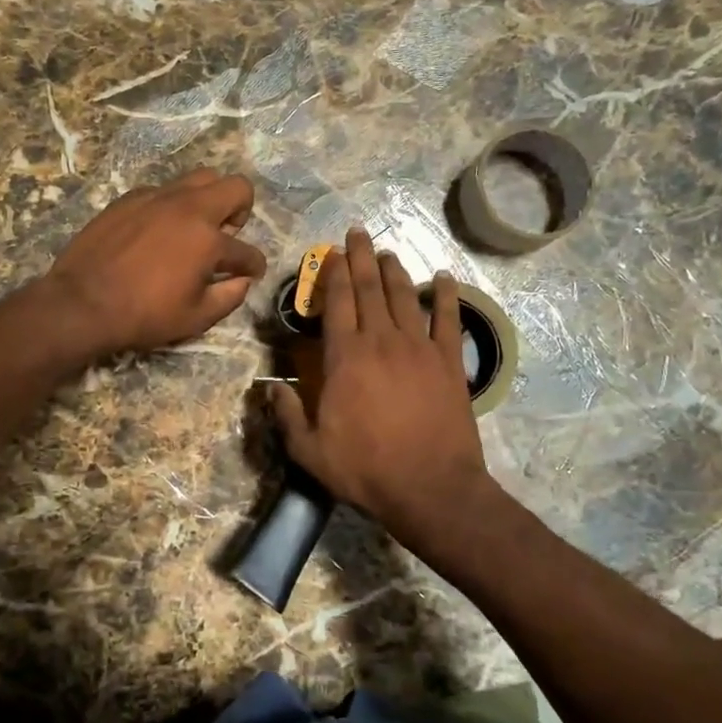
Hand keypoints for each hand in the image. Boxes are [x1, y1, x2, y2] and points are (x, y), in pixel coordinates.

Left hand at [45, 169, 266, 358]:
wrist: (82, 301)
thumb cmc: (143, 315)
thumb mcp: (195, 318)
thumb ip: (229, 297)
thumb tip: (242, 281)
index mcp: (209, 241)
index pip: (247, 251)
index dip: (254, 265)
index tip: (250, 272)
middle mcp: (188, 209)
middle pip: (235, 186)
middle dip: (241, 210)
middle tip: (226, 234)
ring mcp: (157, 198)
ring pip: (199, 178)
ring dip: (207, 200)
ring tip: (193, 228)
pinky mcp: (130, 198)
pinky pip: (163, 191)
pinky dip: (170, 206)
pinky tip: (156, 232)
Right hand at [270, 229, 492, 548]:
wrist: (432, 489)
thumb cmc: (366, 470)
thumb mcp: (310, 451)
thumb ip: (287, 415)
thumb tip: (270, 385)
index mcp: (346, 358)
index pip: (338, 303)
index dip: (335, 273)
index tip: (333, 251)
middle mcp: (382, 341)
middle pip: (371, 289)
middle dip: (362, 258)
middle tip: (358, 233)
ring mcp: (419, 349)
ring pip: (405, 297)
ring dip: (395, 270)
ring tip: (387, 251)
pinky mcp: (450, 363)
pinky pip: (448, 320)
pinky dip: (445, 296)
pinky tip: (443, 277)